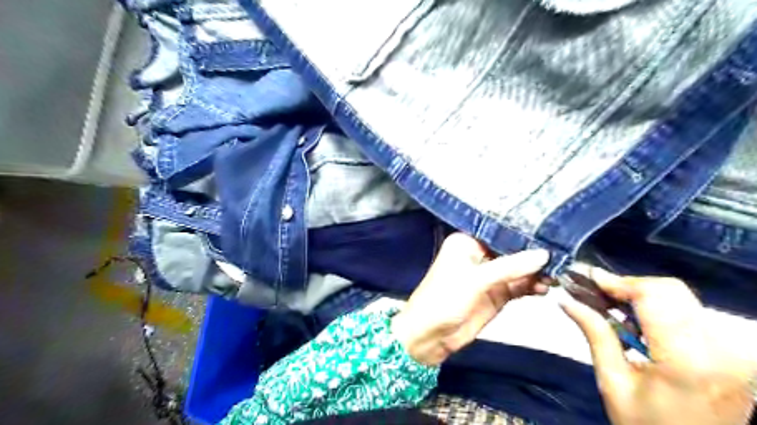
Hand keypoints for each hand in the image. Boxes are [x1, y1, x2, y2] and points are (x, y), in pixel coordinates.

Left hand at [390, 232, 551, 365]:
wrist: (431, 336)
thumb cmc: (445, 299)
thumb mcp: (475, 279)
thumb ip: (510, 267)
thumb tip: (543, 254)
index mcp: (467, 242)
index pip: (498, 231)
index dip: (522, 231)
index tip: (550, 229)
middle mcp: (479, 254)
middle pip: (512, 249)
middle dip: (533, 253)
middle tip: (562, 253)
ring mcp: (489, 275)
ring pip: (518, 268)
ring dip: (536, 271)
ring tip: (557, 273)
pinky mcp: (497, 293)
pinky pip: (519, 286)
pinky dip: (532, 286)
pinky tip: (545, 287)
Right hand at [561, 269, 756, 424]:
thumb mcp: (613, 383)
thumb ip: (595, 334)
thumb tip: (566, 301)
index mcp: (688, 360)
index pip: (654, 295)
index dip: (618, 281)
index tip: (587, 277)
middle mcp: (721, 349)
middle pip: (670, 290)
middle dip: (628, 285)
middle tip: (597, 294)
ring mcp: (734, 351)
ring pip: (681, 298)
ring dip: (642, 296)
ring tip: (613, 308)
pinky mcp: (734, 352)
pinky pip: (690, 313)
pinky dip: (659, 309)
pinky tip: (639, 322)